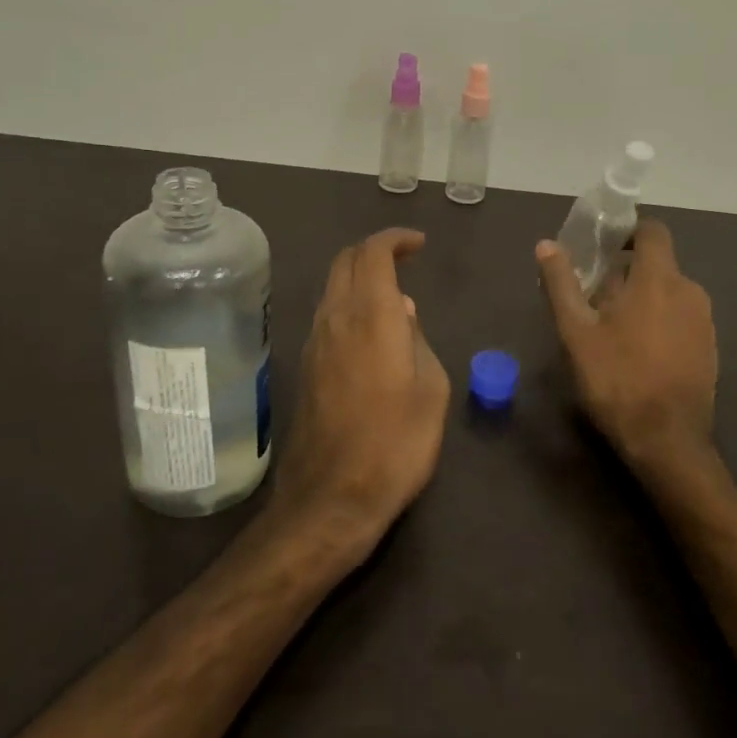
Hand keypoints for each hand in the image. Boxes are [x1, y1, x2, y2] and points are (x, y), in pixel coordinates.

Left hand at [276, 228, 450, 556]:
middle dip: (373, 251)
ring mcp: (314, 343)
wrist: (332, 498)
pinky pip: (327, 317)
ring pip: (332, 289)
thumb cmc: (396, 443)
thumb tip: (402, 312)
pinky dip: (349, 306)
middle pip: (345, 262)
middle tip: (404, 260)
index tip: (418, 244)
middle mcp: (335, 319)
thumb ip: (417, 340)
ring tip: (393, 297)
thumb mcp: (431, 389)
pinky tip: (371, 333)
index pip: (372, 253)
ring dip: (359, 279)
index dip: (395, 239)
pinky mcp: (305, 368)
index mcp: (371, 316)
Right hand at [537, 219, 719, 482]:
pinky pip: (681, 318)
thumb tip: (546, 244)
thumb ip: (562, 284)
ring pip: (669, 293)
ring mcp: (704, 320)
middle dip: (627, 273)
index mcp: (659, 278)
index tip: (603, 247)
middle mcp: (689, 290)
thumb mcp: (576, 332)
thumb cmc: (616, 379)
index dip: (628, 232)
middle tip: (595, 299)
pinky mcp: (710, 347)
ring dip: (643, 299)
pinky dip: (660, 321)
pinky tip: (639, 352)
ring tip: (613, 329)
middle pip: (658, 264)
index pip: (652, 231)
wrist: (667, 440)